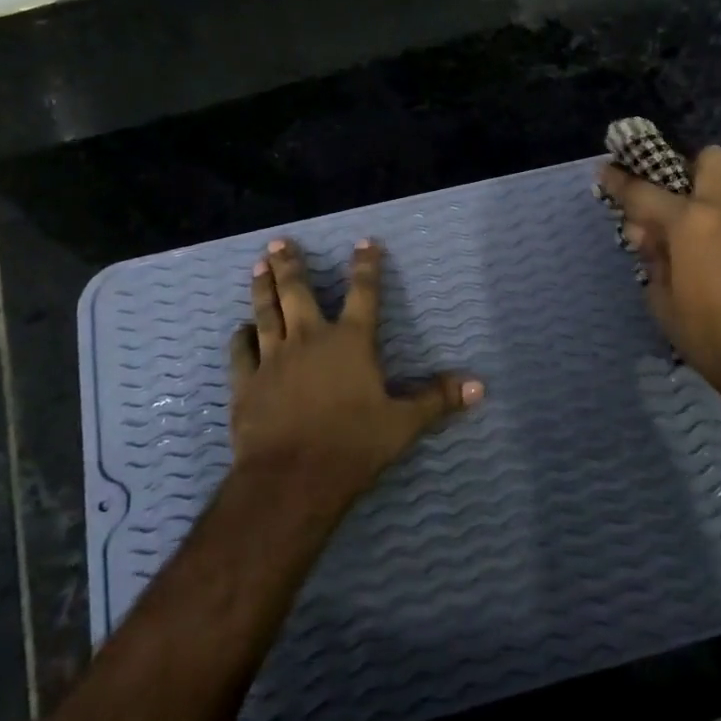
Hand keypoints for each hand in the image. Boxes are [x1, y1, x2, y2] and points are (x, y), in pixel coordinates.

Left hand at [230, 237, 481, 507]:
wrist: (292, 478)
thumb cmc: (353, 445)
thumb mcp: (404, 423)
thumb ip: (437, 399)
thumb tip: (479, 386)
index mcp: (351, 342)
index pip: (364, 293)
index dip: (366, 265)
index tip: (364, 242)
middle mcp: (310, 339)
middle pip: (298, 292)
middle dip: (290, 264)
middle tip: (279, 241)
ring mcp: (273, 359)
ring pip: (266, 313)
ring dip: (262, 288)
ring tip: (258, 265)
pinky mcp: (246, 383)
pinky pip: (241, 351)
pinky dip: (241, 337)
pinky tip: (240, 328)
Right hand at [598, 146, 720, 436]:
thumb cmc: (712, 341)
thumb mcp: (664, 305)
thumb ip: (654, 261)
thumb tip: (650, 237)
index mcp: (692, 224)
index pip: (645, 192)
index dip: (620, 180)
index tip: (606, 171)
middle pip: (712, 160)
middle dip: (692, 169)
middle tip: (680, 207)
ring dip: (719, 224)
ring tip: (715, 268)